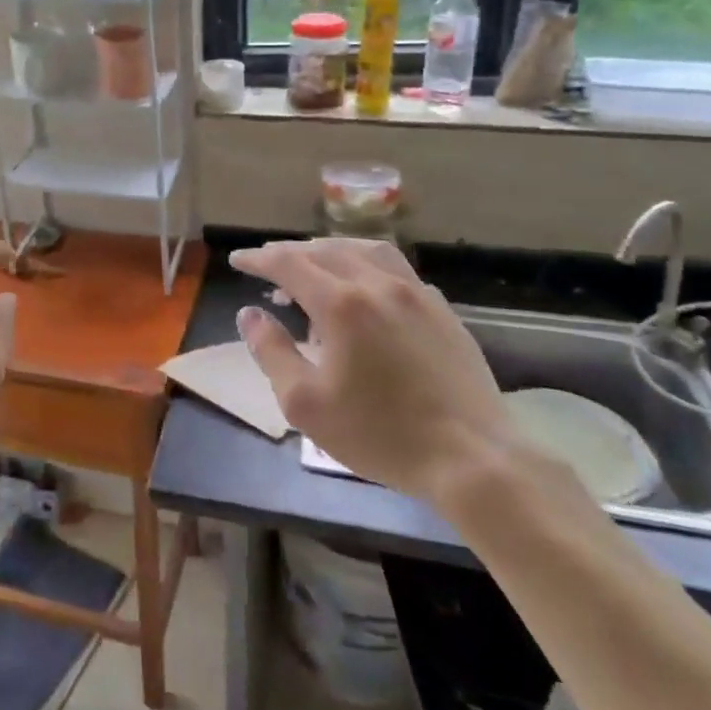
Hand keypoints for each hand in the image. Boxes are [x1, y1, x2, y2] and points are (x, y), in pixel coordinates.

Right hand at [231, 238, 519, 503]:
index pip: (287, 264)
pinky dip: (366, 265)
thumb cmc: (379, 434)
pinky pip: (396, 270)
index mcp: (341, 304)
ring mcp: (416, 294)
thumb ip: (271, 352)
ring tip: (314, 266)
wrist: (472, 458)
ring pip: (365, 250)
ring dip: (330, 251)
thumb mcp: (305, 403)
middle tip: (268, 265)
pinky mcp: (442, 311)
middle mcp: (378, 284)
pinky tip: (365, 289)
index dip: (258, 259)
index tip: (237, 260)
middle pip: (324, 250)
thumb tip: (250, 314)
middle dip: (290, 253)